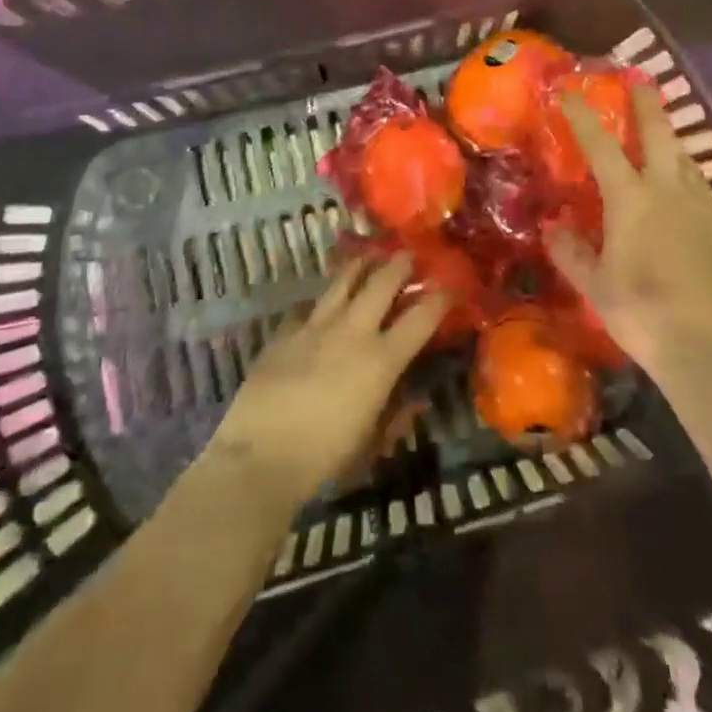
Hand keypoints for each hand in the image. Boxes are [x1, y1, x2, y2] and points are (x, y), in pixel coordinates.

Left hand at [203, 252, 447, 512]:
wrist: (260, 456)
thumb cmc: (324, 457)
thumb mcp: (371, 441)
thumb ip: (396, 416)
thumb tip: (416, 401)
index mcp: (381, 360)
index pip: (422, 317)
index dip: (440, 297)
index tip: (451, 285)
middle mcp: (352, 331)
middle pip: (382, 282)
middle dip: (400, 263)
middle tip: (408, 253)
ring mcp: (315, 326)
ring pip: (343, 281)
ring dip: (360, 266)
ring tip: (368, 258)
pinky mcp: (284, 332)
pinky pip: (307, 308)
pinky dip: (319, 304)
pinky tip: (318, 308)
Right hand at [545, 83, 711, 379]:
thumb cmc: (644, 312)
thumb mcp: (596, 286)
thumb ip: (572, 252)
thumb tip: (552, 227)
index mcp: (630, 199)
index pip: (600, 145)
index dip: (582, 115)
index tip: (569, 89)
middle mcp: (669, 191)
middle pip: (658, 134)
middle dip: (646, 104)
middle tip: (640, 80)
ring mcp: (704, 208)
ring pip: (687, 161)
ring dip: (672, 143)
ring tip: (663, 139)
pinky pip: (704, 194)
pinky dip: (689, 184)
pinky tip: (686, 201)